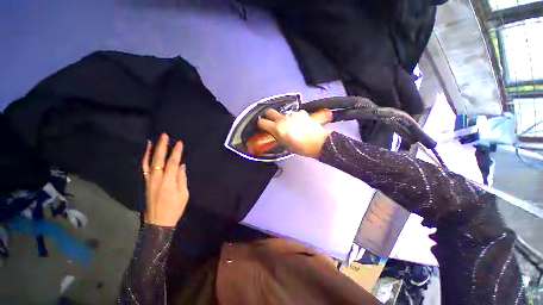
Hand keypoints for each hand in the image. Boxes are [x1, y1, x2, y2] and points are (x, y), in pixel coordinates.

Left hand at [142, 133, 188, 226]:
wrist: (158, 221)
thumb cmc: (175, 208)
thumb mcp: (183, 194)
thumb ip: (181, 178)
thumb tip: (181, 165)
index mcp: (168, 182)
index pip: (172, 163)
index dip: (176, 152)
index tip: (179, 143)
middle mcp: (156, 179)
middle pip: (158, 159)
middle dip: (162, 147)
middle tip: (164, 136)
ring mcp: (149, 181)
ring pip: (148, 163)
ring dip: (151, 151)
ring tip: (152, 141)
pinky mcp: (146, 183)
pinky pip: (144, 169)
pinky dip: (145, 160)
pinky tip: (147, 154)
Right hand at [257, 109, 330, 157]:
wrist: (319, 142)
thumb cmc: (301, 148)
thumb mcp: (285, 145)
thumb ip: (278, 137)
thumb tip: (276, 134)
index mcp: (277, 128)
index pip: (262, 122)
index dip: (260, 124)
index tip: (262, 126)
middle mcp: (282, 119)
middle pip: (270, 111)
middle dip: (269, 116)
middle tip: (272, 122)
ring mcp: (293, 114)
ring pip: (284, 114)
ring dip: (284, 119)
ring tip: (291, 126)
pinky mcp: (302, 113)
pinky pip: (295, 114)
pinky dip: (295, 118)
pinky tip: (301, 124)